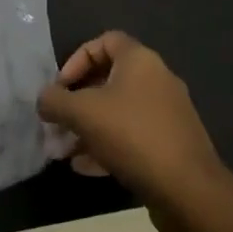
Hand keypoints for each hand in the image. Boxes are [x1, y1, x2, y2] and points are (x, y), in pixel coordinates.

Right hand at [37, 32, 229, 224]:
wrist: (188, 190)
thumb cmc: (132, 135)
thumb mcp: (82, 113)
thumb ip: (55, 101)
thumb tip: (44, 100)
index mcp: (140, 61)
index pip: (105, 41)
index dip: (77, 59)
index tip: (61, 86)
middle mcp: (157, 80)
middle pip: (108, 80)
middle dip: (77, 101)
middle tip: (57, 122)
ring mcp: (167, 114)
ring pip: (118, 112)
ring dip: (88, 128)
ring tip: (64, 150)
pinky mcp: (171, 145)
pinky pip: (132, 137)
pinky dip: (107, 146)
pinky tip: (85, 167)